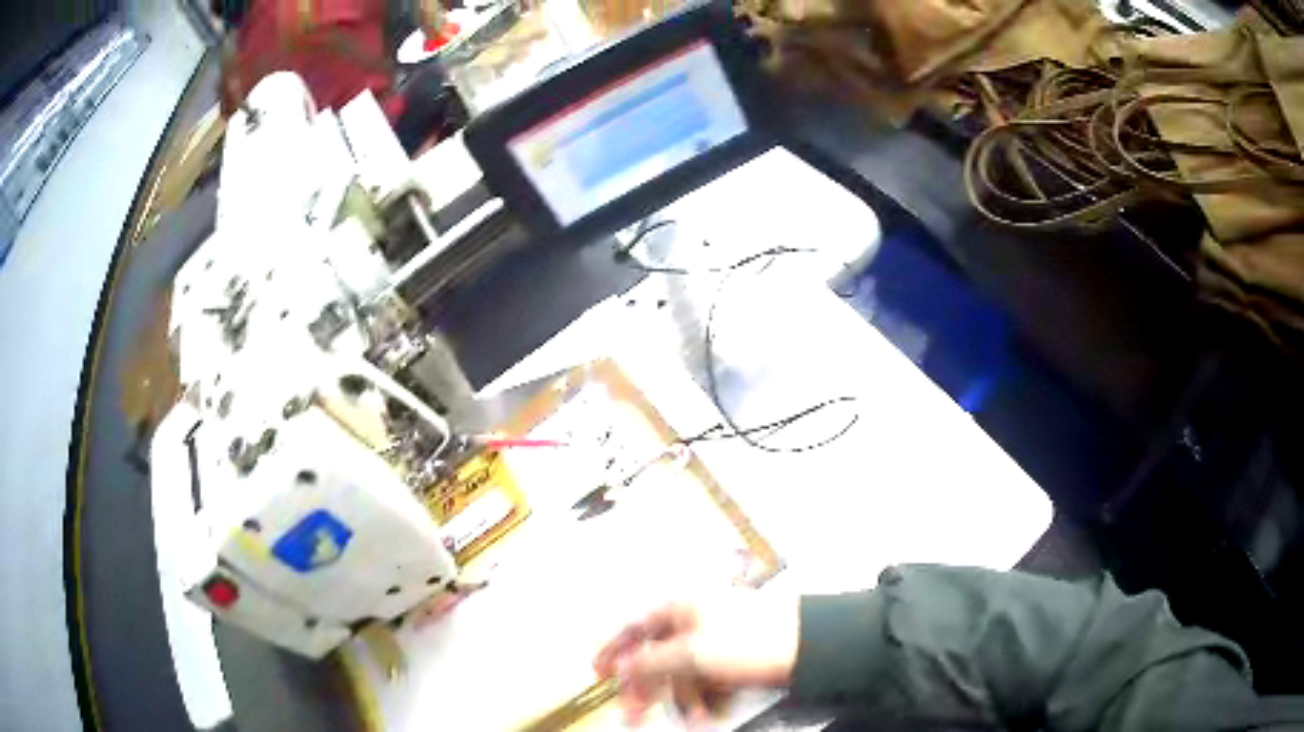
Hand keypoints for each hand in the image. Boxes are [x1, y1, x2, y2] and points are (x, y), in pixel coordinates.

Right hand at [592, 593, 799, 726]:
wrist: (809, 646)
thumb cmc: (751, 640)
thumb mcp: (693, 654)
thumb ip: (651, 662)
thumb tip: (619, 667)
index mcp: (682, 606)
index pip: (635, 626)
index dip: (613, 650)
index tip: (596, 672)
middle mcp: (696, 617)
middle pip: (657, 654)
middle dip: (647, 687)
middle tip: (631, 713)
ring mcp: (716, 636)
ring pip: (683, 671)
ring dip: (680, 698)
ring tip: (690, 719)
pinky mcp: (734, 654)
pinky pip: (706, 677)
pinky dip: (702, 696)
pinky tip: (705, 713)